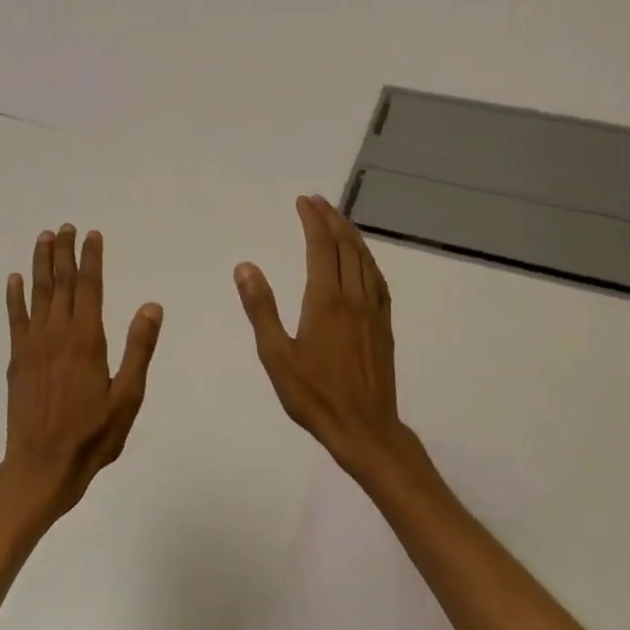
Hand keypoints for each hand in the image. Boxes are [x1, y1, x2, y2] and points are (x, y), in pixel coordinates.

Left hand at [0, 224, 162, 524]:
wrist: (42, 466)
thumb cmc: (93, 436)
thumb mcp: (128, 397)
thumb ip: (139, 349)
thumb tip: (151, 306)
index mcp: (87, 340)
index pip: (90, 287)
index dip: (91, 258)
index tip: (91, 234)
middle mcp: (57, 334)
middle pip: (62, 283)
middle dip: (64, 252)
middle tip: (64, 226)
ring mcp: (33, 345)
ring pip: (38, 294)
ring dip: (40, 264)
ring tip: (43, 239)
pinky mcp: (17, 360)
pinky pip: (15, 319)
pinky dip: (15, 297)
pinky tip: (14, 280)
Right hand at [235, 196, 422, 481]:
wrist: (365, 428)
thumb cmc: (314, 395)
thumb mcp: (276, 355)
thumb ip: (261, 308)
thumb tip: (245, 267)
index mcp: (326, 301)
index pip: (321, 247)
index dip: (313, 221)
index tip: (303, 201)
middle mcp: (354, 298)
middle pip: (347, 247)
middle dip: (332, 219)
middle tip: (318, 201)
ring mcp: (374, 311)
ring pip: (366, 260)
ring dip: (351, 235)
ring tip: (338, 220)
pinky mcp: (384, 326)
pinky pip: (378, 280)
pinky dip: (368, 260)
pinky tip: (363, 262)